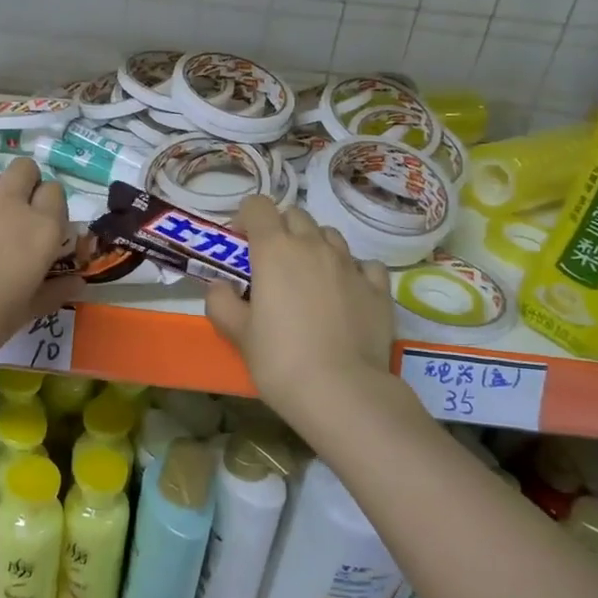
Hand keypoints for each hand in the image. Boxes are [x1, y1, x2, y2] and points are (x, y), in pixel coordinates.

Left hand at [0, 157, 81, 364]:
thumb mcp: (29, 311)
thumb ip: (55, 291)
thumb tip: (77, 283)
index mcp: (41, 229)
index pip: (55, 192)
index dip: (52, 204)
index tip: (47, 226)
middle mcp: (9, 207)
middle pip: (24, 168)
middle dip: (26, 181)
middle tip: (21, 211)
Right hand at [205, 196, 395, 410]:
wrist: (341, 391)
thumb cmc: (279, 359)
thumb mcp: (237, 333)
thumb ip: (221, 302)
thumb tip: (220, 286)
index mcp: (274, 250)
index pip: (258, 206)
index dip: (246, 218)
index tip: (241, 244)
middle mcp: (313, 246)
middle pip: (295, 215)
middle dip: (280, 229)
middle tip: (272, 263)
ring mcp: (350, 264)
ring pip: (330, 235)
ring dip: (315, 245)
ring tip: (309, 278)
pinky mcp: (378, 288)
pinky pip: (364, 264)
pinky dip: (352, 270)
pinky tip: (346, 292)